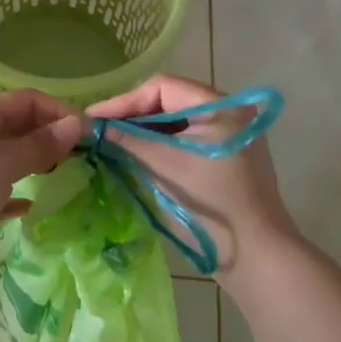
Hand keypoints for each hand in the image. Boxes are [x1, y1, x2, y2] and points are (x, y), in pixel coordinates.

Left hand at [0, 90, 84, 229]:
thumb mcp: (5, 161)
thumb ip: (41, 146)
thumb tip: (75, 124)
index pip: (27, 101)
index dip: (58, 112)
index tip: (85, 135)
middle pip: (13, 128)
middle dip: (44, 139)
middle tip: (73, 160)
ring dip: (25, 166)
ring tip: (52, 179)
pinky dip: (5, 195)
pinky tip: (23, 207)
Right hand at [86, 74, 295, 275]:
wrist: (255, 254)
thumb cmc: (211, 201)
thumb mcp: (164, 165)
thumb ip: (125, 139)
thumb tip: (85, 125)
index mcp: (221, 105)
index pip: (162, 87)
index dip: (124, 101)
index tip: (92, 118)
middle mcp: (227, 112)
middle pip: (168, 101)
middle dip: (131, 115)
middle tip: (97, 130)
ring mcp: (227, 137)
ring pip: (174, 123)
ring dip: (141, 132)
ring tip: (109, 142)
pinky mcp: (223, 159)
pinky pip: (183, 141)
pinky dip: (157, 146)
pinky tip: (133, 155)